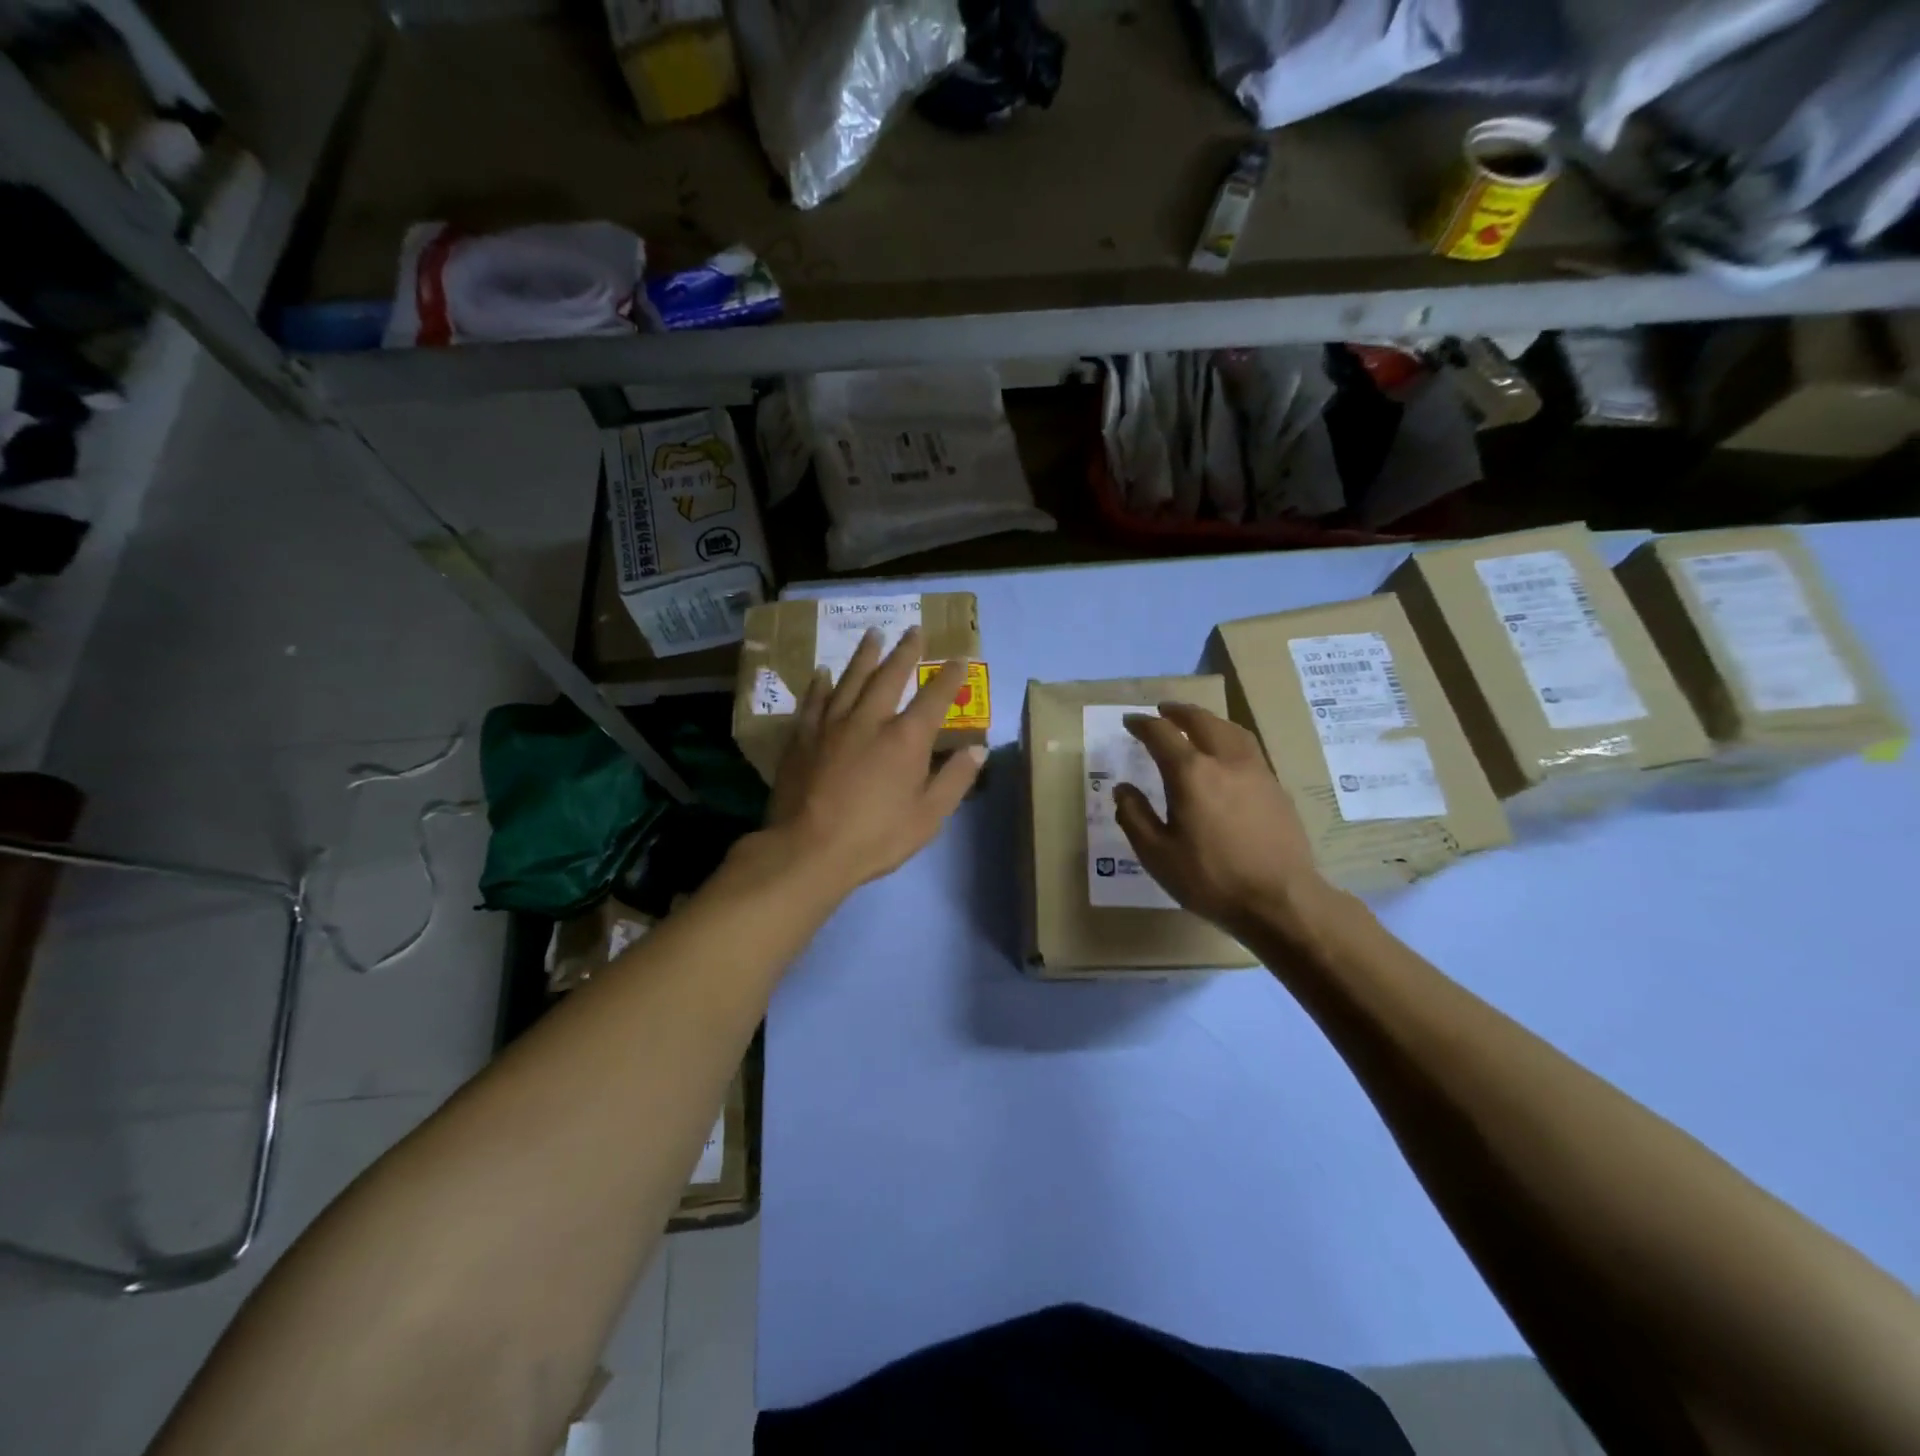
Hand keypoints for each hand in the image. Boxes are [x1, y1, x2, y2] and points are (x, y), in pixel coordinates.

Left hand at [763, 625, 985, 897]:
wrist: (807, 850)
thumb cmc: (875, 837)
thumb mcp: (928, 816)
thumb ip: (954, 779)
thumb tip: (977, 749)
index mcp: (905, 739)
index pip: (934, 697)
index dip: (949, 676)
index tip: (958, 658)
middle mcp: (869, 720)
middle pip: (889, 676)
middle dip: (905, 651)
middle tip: (914, 629)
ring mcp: (831, 725)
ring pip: (850, 679)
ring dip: (864, 655)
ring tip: (873, 633)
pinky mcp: (802, 737)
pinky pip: (814, 701)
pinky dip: (821, 684)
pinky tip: (823, 673)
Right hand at [1113, 702, 1327, 936]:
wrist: (1280, 900)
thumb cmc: (1210, 878)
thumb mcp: (1156, 854)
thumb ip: (1134, 816)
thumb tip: (1123, 789)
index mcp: (1191, 773)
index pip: (1161, 734)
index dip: (1142, 724)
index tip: (1130, 722)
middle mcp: (1225, 761)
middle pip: (1201, 721)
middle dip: (1178, 712)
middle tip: (1162, 711)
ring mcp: (1256, 771)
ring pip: (1230, 729)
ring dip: (1207, 720)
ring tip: (1195, 723)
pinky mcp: (1276, 787)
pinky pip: (1248, 747)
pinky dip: (1229, 737)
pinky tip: (1226, 754)